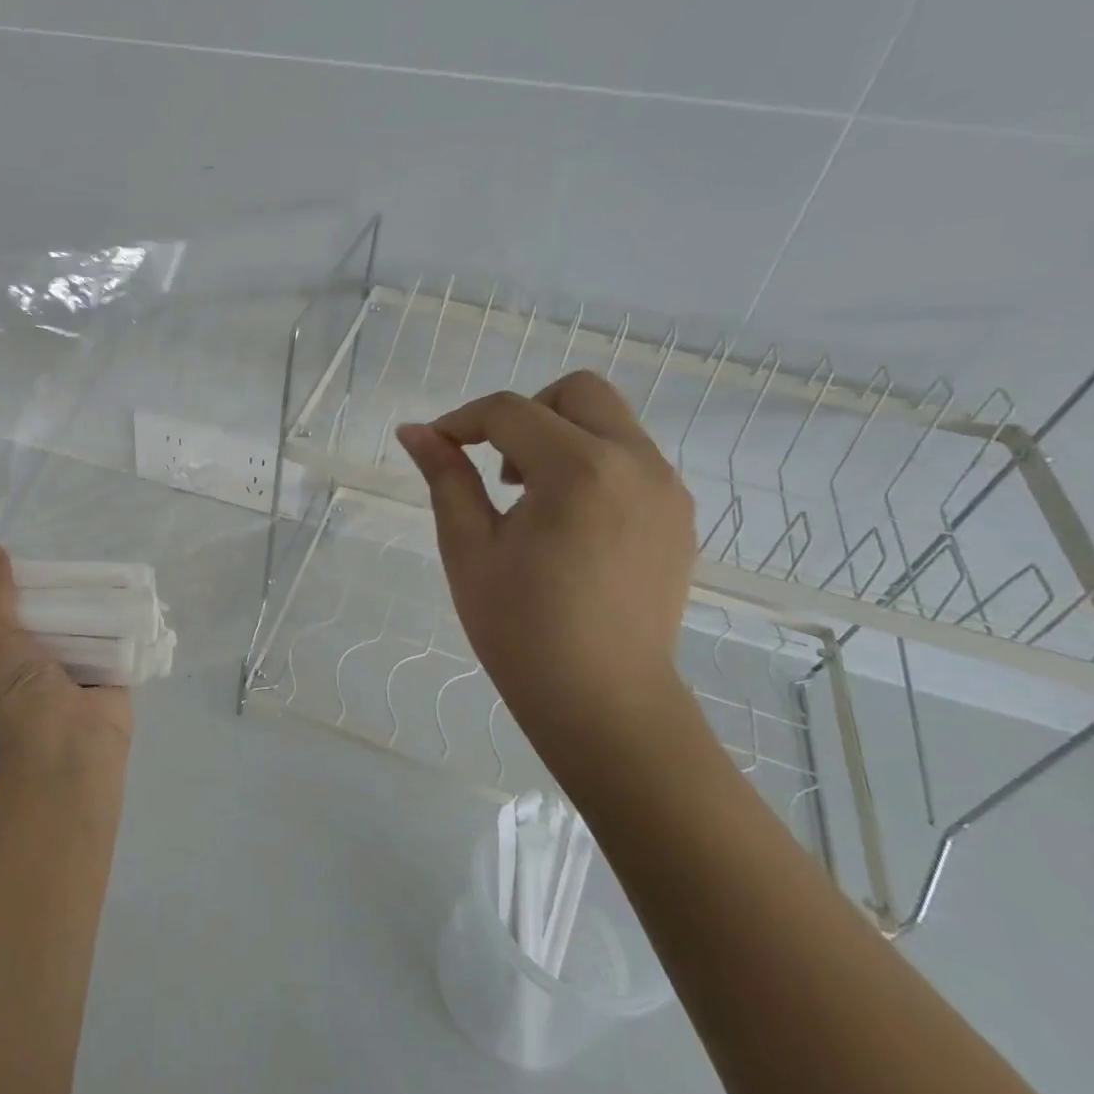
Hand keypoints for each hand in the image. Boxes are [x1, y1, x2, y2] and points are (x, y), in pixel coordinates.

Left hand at [0, 544, 133, 777]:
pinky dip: (123, 619)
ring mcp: (80, 671)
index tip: (22, 554)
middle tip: (68, 550)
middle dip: (57, 592)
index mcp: (8, 664)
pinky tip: (130, 588)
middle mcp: (42, 667)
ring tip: (100, 561)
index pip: (8, 619)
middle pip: (50, 618)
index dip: (14, 589)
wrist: (73, 754)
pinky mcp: (115, 674)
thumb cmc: (25, 703)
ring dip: (91, 602)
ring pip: (85, 626)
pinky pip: (119, 639)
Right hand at [396, 372, 697, 751]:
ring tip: (528, 500)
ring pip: (610, 422)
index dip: (463, 420)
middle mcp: (636, 464)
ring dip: (560, 436)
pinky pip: (632, 460)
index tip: (435, 446)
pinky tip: (566, 522)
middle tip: (495, 467)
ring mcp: (667, 489)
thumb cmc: (521, 628)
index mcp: (579, 470)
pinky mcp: (678, 517)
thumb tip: (415, 431)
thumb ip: (445, 478)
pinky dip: (592, 464)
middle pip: (578, 392)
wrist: (604, 701)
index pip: (511, 411)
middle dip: (524, 412)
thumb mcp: (468, 548)